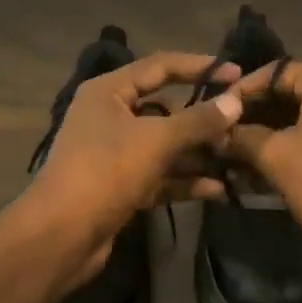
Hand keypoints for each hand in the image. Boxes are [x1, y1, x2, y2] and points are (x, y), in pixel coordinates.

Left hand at [21, 52, 243, 289]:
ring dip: (197, 152)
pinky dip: (184, 180)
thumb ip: (198, 121)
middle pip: (165, 108)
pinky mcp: (121, 186)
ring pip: (165, 145)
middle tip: (240, 123)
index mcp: (109, 91)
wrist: (61, 236)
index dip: (199, 67)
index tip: (236, 73)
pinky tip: (217, 189)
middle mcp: (110, 116)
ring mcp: (114, 153)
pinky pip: (159, 175)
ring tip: (236, 158)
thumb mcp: (156, 140)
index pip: (161, 66)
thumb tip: (236, 101)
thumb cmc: (106, 171)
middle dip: (202, 118)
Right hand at [226, 61, 301, 265]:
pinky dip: (297, 143)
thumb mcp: (276, 157)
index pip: (274, 72)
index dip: (241, 91)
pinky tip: (271, 163)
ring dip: (273, 131)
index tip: (215, 111)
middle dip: (256, 113)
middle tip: (224, 132)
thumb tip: (218, 133)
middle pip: (291, 91)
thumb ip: (243, 137)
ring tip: (240, 150)